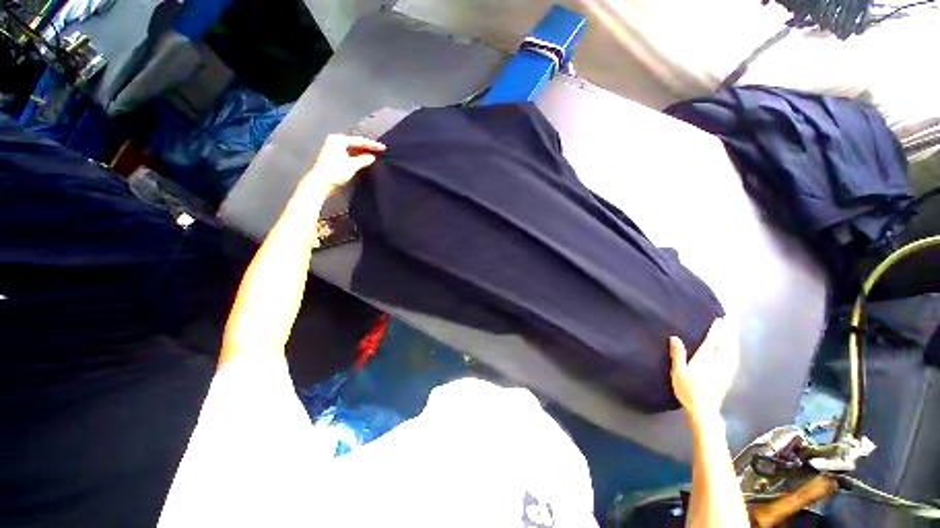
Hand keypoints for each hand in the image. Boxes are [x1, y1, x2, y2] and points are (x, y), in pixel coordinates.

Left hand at [303, 134, 385, 192]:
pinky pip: (348, 153)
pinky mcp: (332, 157)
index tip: (383, 148)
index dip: (372, 145)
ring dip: (362, 152)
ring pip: (351, 149)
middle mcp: (335, 141)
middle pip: (355, 143)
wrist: (321, 182)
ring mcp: (332, 148)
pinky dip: (356, 156)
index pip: (360, 141)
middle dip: (367, 147)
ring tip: (373, 155)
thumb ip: (364, 160)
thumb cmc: (336, 171)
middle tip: (379, 151)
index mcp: (340, 140)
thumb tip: (372, 157)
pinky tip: (363, 160)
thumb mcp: (352, 165)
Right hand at [669, 318, 737, 423]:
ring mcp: (726, 370)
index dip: (716, 330)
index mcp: (705, 359)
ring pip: (733, 351)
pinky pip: (734, 359)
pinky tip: (734, 349)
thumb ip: (678, 354)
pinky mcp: (729, 377)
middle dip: (728, 332)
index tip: (720, 320)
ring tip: (733, 331)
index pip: (712, 341)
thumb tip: (675, 337)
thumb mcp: (678, 372)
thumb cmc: (687, 390)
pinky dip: (735, 350)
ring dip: (733, 340)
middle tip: (731, 320)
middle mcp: (718, 362)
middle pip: (726, 344)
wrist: (704, 410)